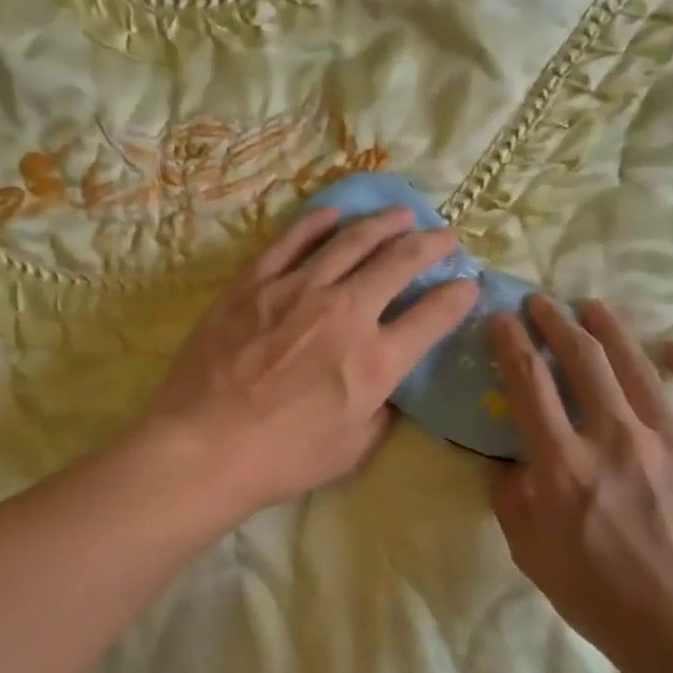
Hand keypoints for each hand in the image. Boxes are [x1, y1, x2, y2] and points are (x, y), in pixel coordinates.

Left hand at [142, 206, 479, 520]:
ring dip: (384, 222)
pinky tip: (336, 214)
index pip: (434, 315)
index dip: (459, 296)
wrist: (204, 447)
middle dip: (432, 245)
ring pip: (352, 240)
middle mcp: (346, 312)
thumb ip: (382, 411)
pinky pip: (292, 240)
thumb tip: (389, 386)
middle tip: (445, 238)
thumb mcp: (353, 448)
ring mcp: (298, 290)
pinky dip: (318, 223)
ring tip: (402, 213)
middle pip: (401, 261)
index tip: (467, 285)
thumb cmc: (283, 459)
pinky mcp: (254, 282)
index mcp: (376, 360)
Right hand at [489, 297, 672, 672]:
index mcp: (564, 464)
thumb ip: (513, 501)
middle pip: (584, 360)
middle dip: (557, 322)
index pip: (529, 384)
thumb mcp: (532, 555)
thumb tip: (509, 465)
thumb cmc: (601, 598)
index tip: (500, 319)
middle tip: (542, 302)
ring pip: (639, 366)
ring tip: (595, 308)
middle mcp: (615, 437)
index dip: (510, 343)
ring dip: (613, 331)